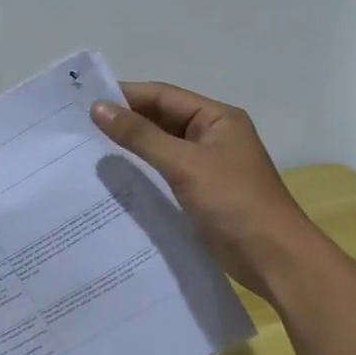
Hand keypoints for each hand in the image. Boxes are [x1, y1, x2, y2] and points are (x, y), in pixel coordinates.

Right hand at [90, 81, 319, 299]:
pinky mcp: (203, 193)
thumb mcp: (185, 164)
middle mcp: (213, 135)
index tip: (85, 101)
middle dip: (126, 120)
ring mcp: (209, 165)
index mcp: (217, 118)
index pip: (163, 95)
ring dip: (133, 146)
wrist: (275, 259)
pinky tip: (117, 178)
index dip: (126, 95)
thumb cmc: (234, 202)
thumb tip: (98, 108)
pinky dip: (144, 171)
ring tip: (90, 149)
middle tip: (80, 126)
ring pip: (163, 146)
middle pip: (163, 118)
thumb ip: (141, 136)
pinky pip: (167, 172)